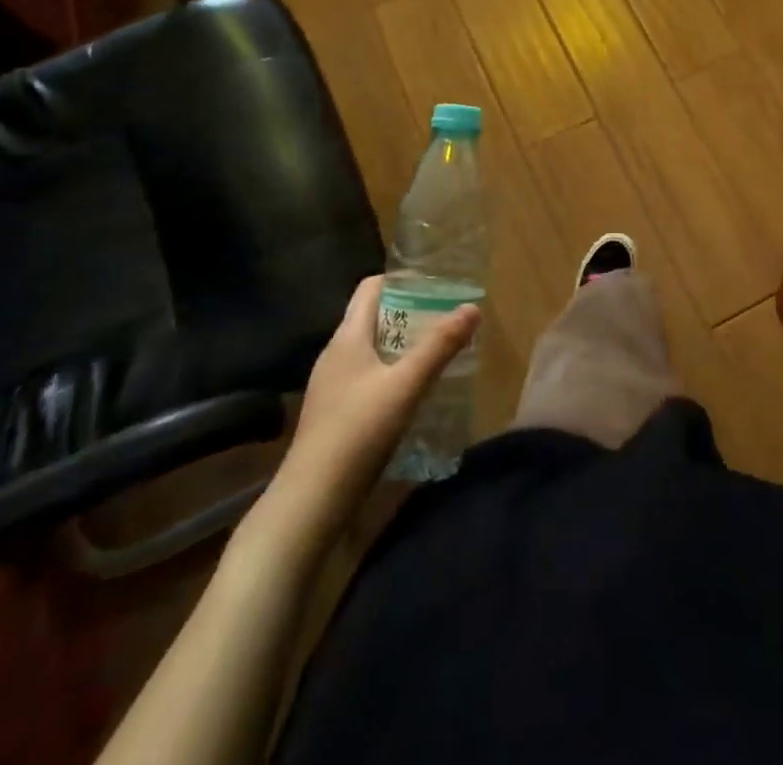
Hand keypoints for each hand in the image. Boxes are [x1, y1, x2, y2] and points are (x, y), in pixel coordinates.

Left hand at [268, 276, 480, 526]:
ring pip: (371, 349)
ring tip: (436, 352)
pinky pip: (366, 376)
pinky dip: (391, 372)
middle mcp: (335, 354)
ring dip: (402, 344)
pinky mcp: (333, 413)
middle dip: (409, 313)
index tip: (436, 285)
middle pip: (372, 317)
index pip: (371, 288)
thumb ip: (440, 346)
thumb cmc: (358, 432)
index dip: (402, 280)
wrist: (310, 501)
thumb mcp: (406, 385)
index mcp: (347, 338)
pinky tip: (412, 392)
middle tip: (446, 319)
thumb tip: (472, 307)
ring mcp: (331, 385)